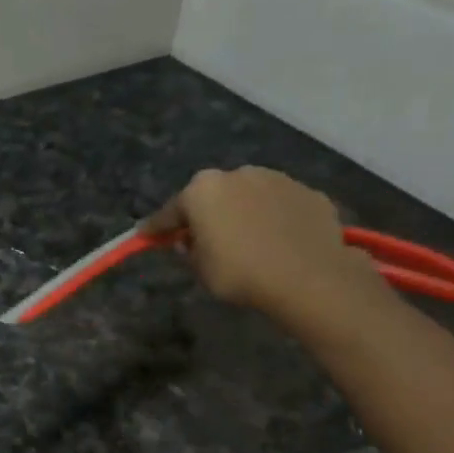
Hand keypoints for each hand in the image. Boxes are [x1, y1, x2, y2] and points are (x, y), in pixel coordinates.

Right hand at [142, 167, 390, 329]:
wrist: (308, 277)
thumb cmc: (240, 273)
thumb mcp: (200, 269)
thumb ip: (188, 250)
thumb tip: (189, 240)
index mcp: (202, 190)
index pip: (170, 212)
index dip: (156, 228)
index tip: (144, 236)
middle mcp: (238, 174)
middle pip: (212, 196)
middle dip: (206, 215)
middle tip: (203, 240)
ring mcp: (277, 180)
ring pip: (249, 196)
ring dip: (242, 213)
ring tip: (247, 241)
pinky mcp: (309, 193)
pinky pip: (280, 207)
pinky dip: (274, 219)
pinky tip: (278, 242)